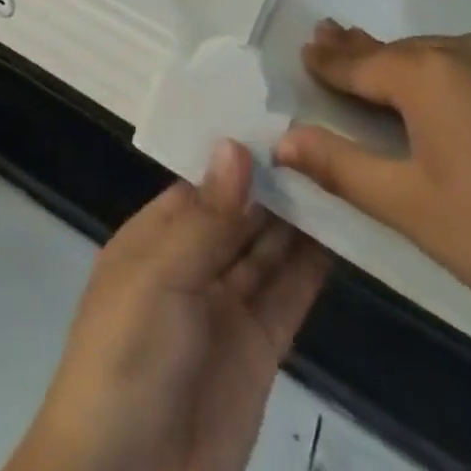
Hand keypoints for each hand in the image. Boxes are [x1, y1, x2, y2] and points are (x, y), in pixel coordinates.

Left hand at [6, 140, 328, 470]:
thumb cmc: (126, 358)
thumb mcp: (159, 278)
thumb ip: (206, 217)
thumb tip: (236, 145)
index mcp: (156, 236)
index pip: (203, 180)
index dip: (239, 153)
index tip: (283, 113)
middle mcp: (192, 262)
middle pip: (240, 211)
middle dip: (275, 180)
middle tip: (327, 133)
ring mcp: (227, 306)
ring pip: (269, 248)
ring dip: (300, 216)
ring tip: (343, 170)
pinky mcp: (260, 348)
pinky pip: (289, 294)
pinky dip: (314, 265)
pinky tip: (344, 231)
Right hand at [274, 24, 470, 357]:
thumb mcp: (409, 207)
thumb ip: (339, 165)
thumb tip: (281, 139)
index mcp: (429, 74)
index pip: (362, 63)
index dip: (329, 62)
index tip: (304, 49)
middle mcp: (467, 51)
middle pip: (400, 51)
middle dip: (361, 50)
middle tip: (327, 35)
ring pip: (440, 55)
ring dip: (407, 61)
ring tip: (380, 62)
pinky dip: (449, 71)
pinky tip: (447, 90)